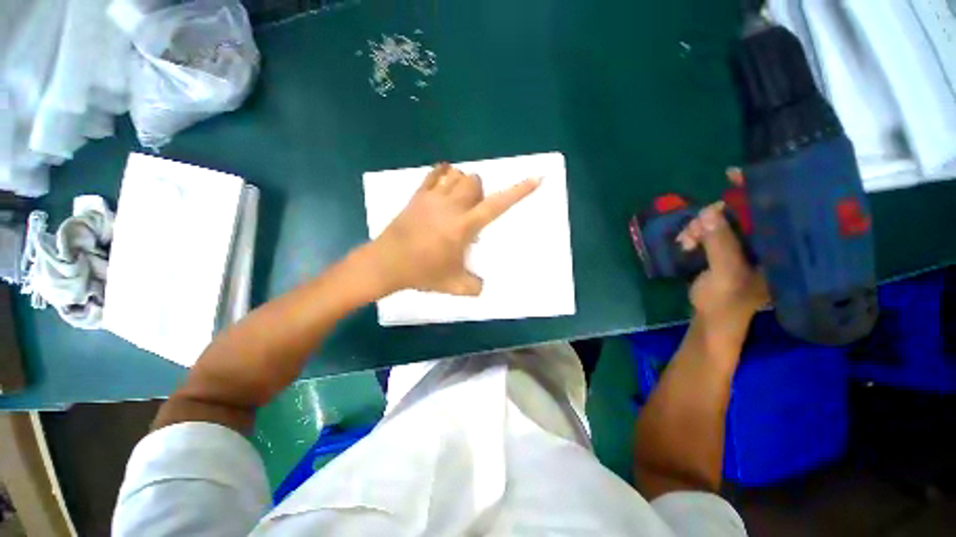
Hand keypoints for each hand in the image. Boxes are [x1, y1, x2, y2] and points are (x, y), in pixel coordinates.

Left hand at [370, 163, 540, 295]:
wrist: (387, 264)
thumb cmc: (422, 273)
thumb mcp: (454, 285)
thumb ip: (474, 286)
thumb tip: (482, 286)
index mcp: (463, 226)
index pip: (496, 205)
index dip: (518, 191)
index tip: (535, 178)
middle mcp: (451, 206)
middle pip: (475, 181)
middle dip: (480, 191)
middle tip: (473, 210)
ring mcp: (431, 198)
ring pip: (456, 174)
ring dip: (463, 183)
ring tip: (458, 201)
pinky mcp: (416, 196)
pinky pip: (434, 174)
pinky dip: (443, 175)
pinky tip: (443, 189)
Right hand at [676, 168, 767, 329]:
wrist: (711, 319)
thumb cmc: (726, 303)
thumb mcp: (725, 275)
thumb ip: (720, 244)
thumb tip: (708, 213)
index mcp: (780, 249)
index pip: (774, 211)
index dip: (757, 190)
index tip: (733, 175)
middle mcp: (766, 242)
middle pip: (742, 212)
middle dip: (715, 215)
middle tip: (696, 227)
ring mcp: (745, 245)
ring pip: (721, 219)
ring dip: (700, 226)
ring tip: (686, 240)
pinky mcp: (727, 248)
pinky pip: (709, 229)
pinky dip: (695, 232)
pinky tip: (685, 242)